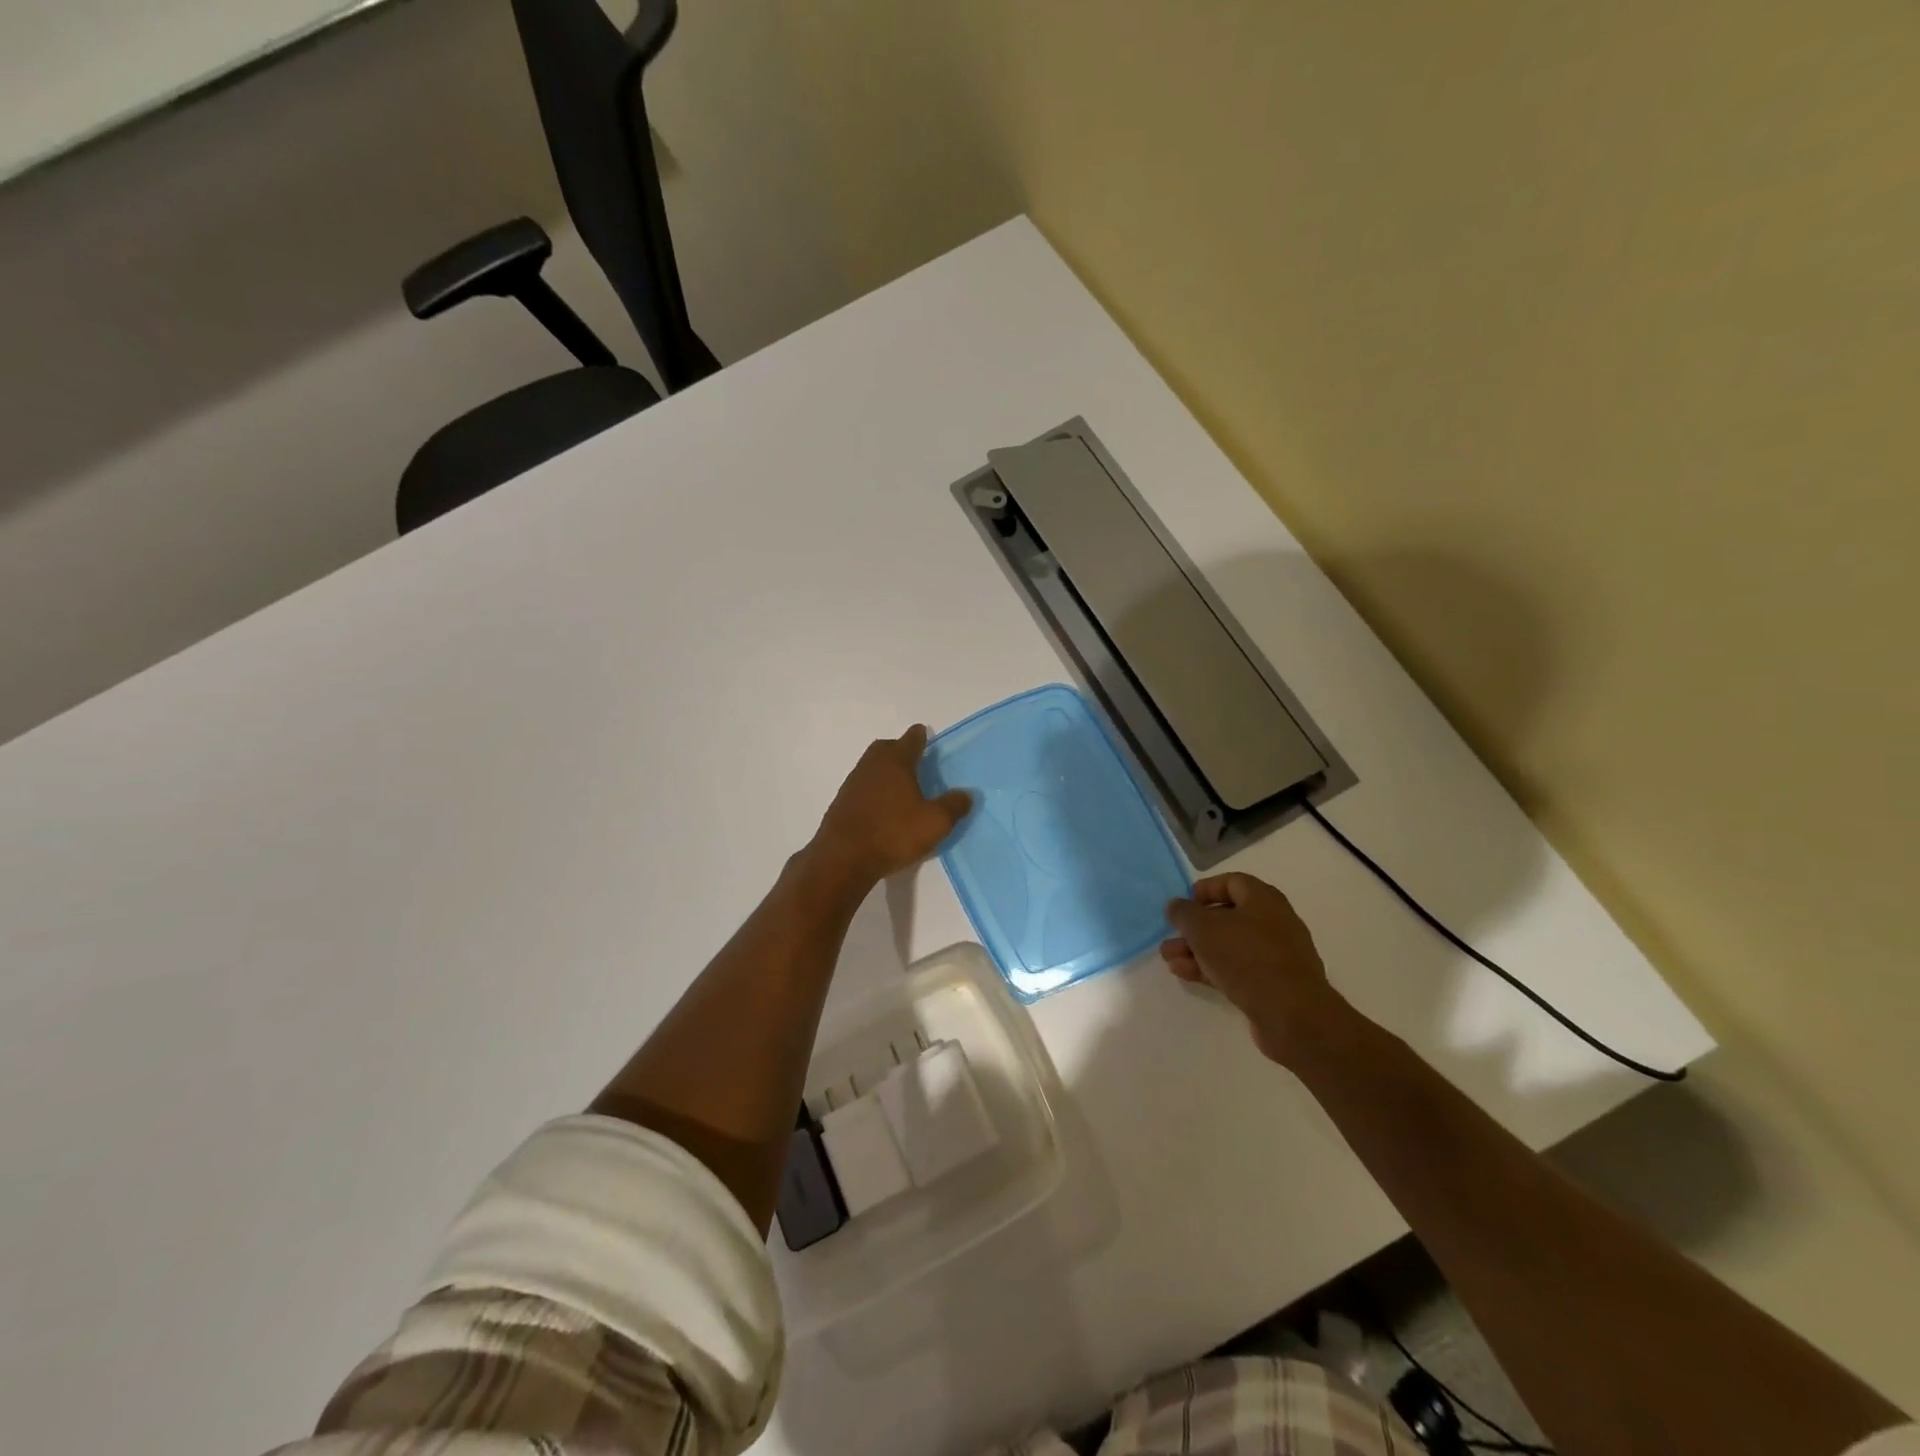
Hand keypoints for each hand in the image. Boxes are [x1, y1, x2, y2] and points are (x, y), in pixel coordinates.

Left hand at [812, 726, 972, 886]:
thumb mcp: (935, 822)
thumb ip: (953, 806)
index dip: (920, 736)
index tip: (924, 735)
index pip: (911, 739)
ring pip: (872, 767)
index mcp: (896, 761)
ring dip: (885, 771)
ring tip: (901, 786)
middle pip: (886, 748)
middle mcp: (872, 765)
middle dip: (899, 750)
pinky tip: (882, 807)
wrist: (843, 858)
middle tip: (914, 760)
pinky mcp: (841, 803)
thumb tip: (967, 794)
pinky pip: (862, 787)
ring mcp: (853, 783)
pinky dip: (874, 790)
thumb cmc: (893, 833)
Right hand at [1162, 873, 1342, 1063]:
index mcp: (1263, 899)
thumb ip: (1183, 912)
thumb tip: (1176, 907)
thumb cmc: (1246, 957)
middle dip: (1194, 928)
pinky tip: (1187, 975)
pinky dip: (1212, 968)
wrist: (1291, 1014)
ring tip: (1171, 960)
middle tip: (1171, 938)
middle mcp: (1273, 921)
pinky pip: (1238, 968)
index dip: (1204, 890)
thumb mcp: (1203, 927)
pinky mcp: (1274, 984)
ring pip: (1229, 945)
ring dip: (1197, 951)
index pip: (1231, 882)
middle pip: (1227, 917)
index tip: (1182, 906)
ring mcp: (1276, 955)